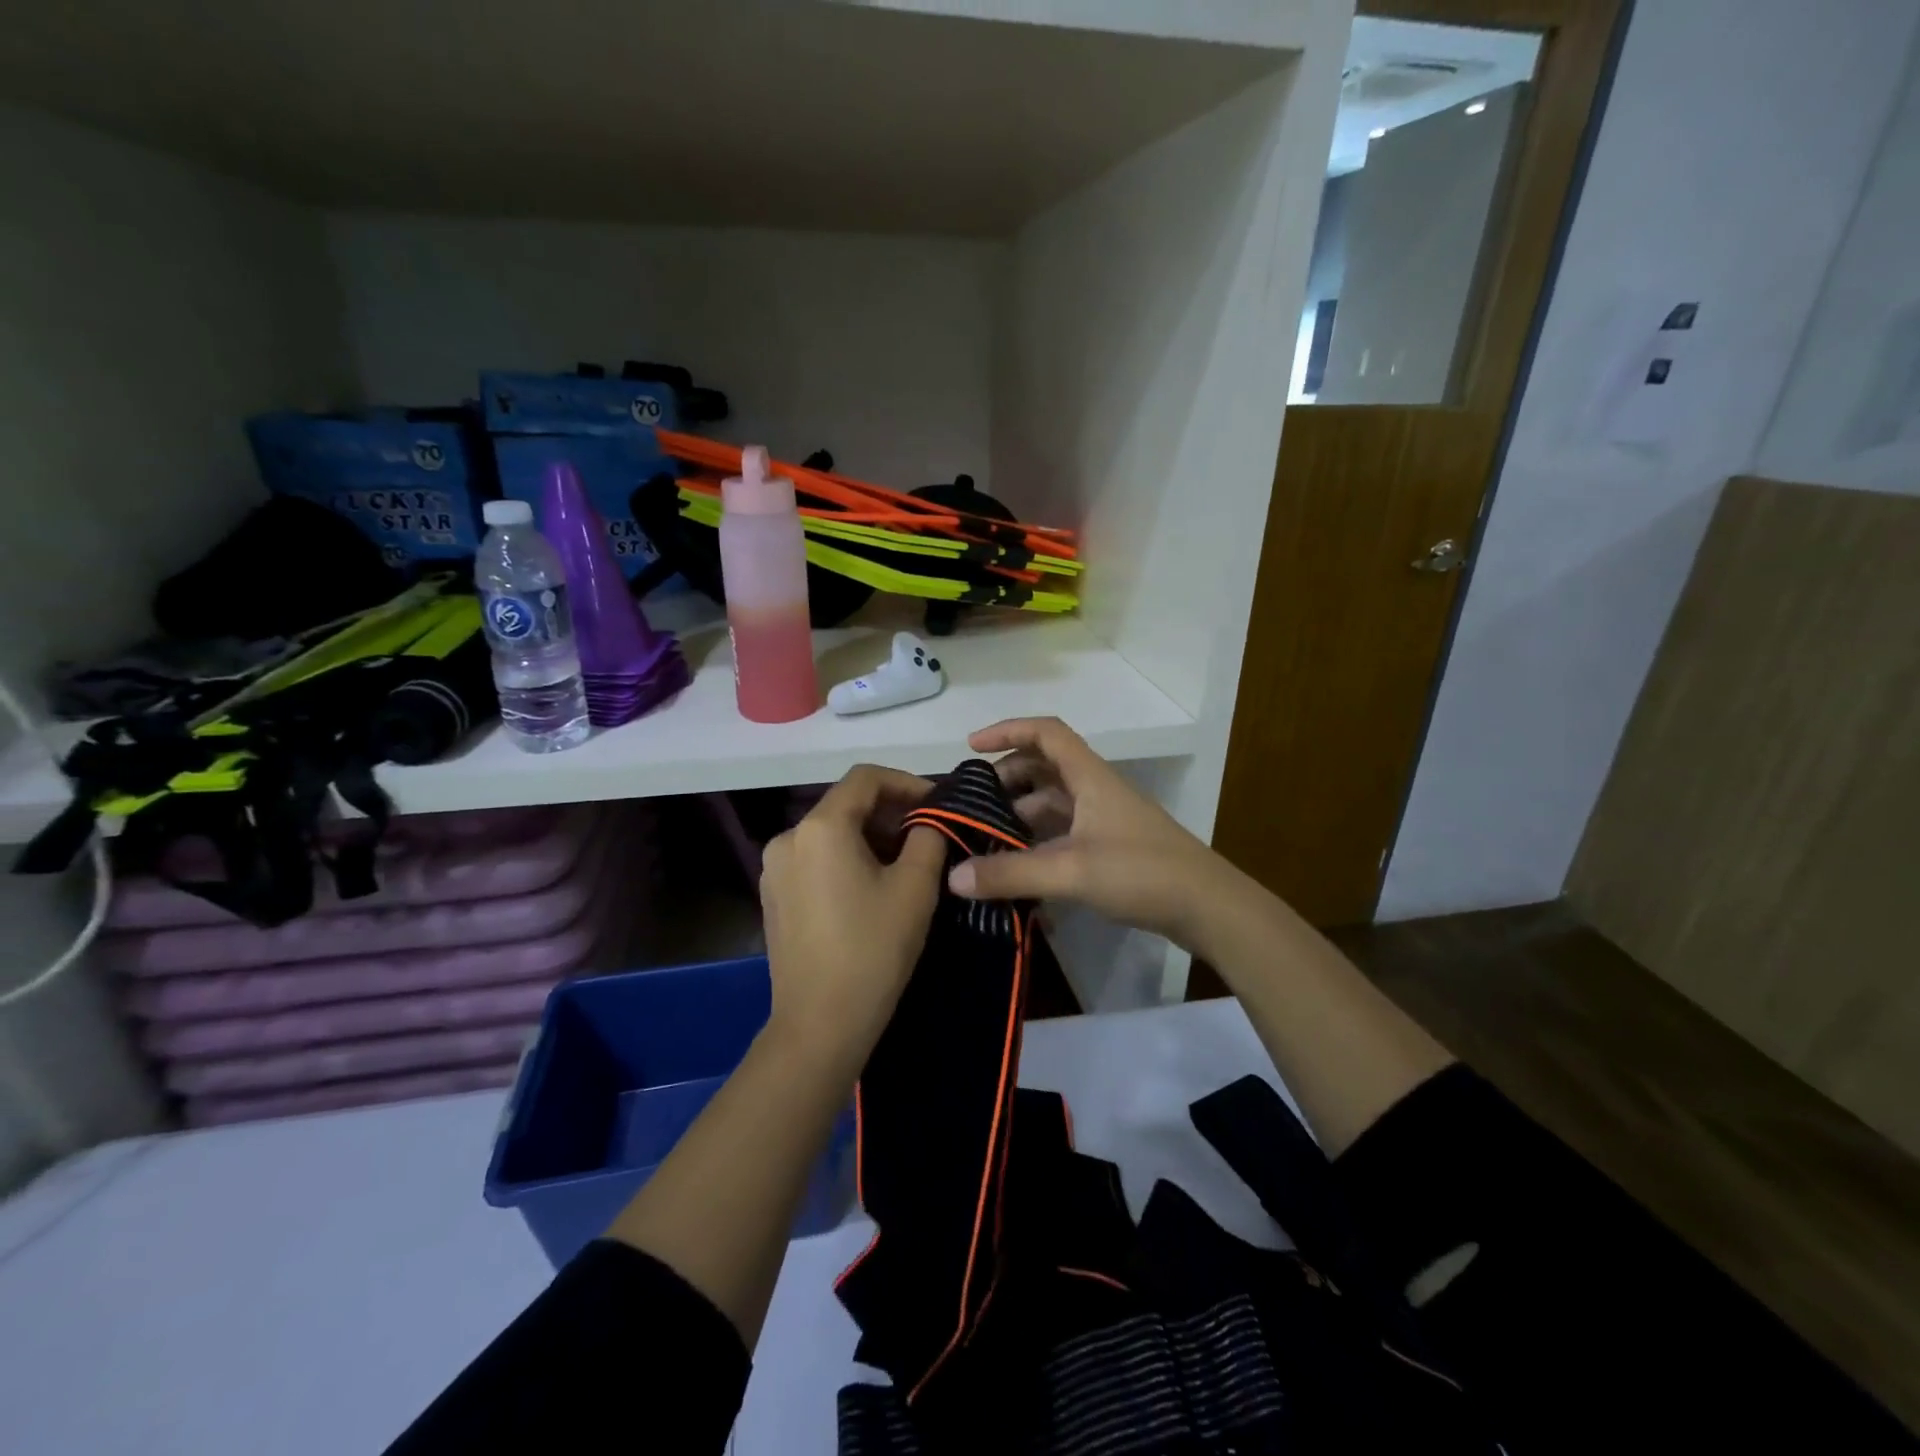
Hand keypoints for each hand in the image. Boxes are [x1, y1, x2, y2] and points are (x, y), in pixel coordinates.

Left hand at [759, 765, 946, 1064]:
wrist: (820, 1024)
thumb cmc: (873, 949)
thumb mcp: (916, 887)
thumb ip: (929, 836)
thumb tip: (930, 819)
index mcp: (820, 826)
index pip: (866, 778)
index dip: (907, 783)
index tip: (939, 805)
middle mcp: (788, 837)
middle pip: (846, 804)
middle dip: (891, 813)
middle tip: (930, 836)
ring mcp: (774, 868)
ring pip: (831, 833)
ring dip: (870, 837)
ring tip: (906, 864)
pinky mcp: (773, 896)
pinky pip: (815, 859)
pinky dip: (846, 858)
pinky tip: (871, 888)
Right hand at [948, 717, 1231, 948]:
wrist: (1208, 907)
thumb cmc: (1141, 873)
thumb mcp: (1070, 871)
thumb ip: (1011, 874)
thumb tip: (953, 878)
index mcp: (1089, 778)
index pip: (1046, 733)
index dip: (1008, 730)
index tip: (972, 747)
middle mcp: (1095, 790)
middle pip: (1045, 768)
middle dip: (1007, 779)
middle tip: (973, 805)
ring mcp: (1105, 820)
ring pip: (1053, 803)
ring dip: (1020, 814)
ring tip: (986, 839)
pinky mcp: (1111, 848)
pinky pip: (1064, 832)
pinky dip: (1038, 841)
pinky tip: (1018, 868)